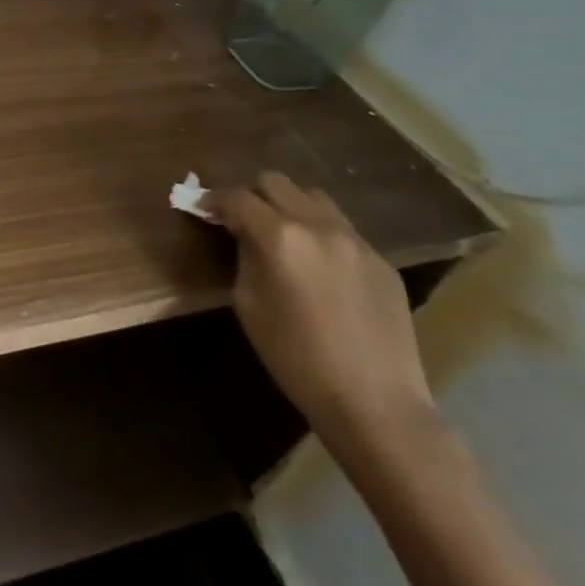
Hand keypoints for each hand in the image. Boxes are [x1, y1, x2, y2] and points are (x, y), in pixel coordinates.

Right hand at [209, 172, 434, 446]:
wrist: (375, 404)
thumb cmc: (296, 358)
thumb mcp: (249, 305)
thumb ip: (244, 257)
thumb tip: (242, 234)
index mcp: (279, 237)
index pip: (236, 197)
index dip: (213, 199)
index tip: (202, 208)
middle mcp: (318, 225)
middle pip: (275, 182)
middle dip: (251, 195)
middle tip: (241, 220)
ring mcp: (356, 240)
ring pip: (313, 197)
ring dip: (289, 206)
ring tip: (283, 236)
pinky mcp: (382, 260)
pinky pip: (342, 228)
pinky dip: (320, 233)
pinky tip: (319, 267)